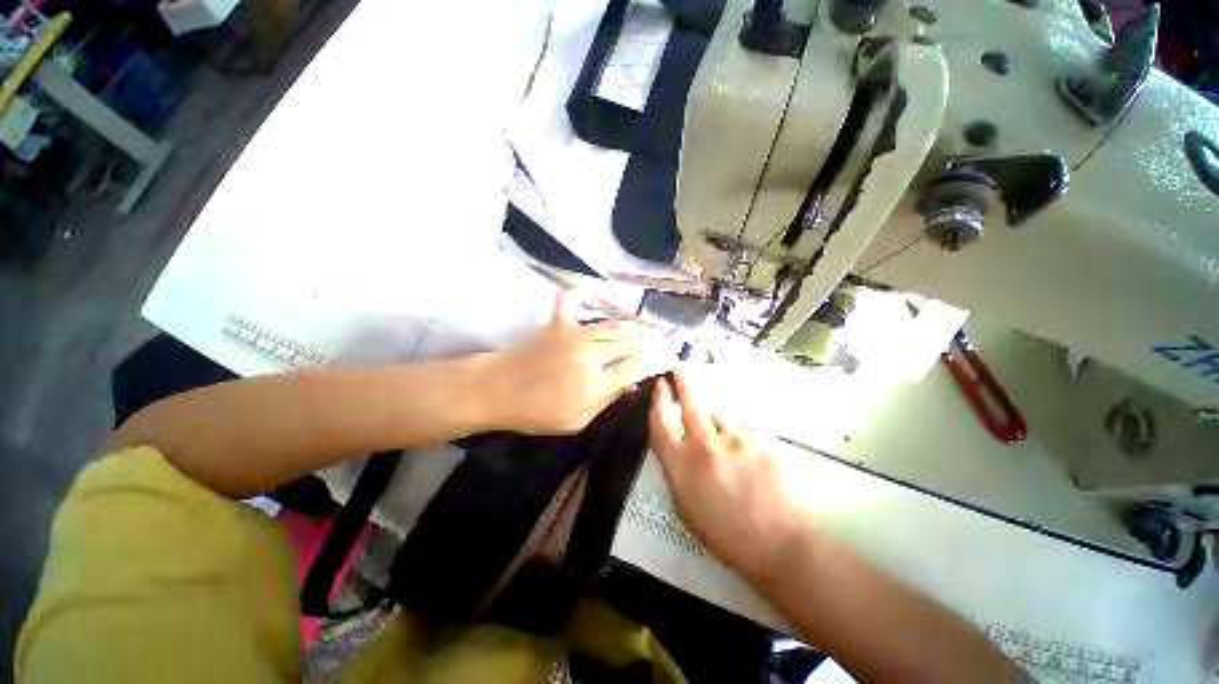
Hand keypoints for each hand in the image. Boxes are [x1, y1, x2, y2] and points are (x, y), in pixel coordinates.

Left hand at [483, 292, 674, 434]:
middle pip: (631, 342)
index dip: (658, 361)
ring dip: (633, 325)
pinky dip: (580, 297)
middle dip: (652, 342)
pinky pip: (573, 304)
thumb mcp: (577, 420)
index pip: (639, 366)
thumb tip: (631, 385)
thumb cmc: (535, 413)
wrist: (496, 390)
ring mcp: (575, 334)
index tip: (671, 359)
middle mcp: (592, 353)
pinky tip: (588, 293)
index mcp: (597, 381)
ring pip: (613, 326)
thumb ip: (607, 400)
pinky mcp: (558, 324)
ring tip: (647, 327)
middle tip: (665, 341)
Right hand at [650, 367, 811, 582]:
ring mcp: (734, 439)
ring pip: (718, 410)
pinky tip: (743, 444)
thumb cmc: (727, 534)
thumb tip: (676, 445)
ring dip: (713, 407)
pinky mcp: (760, 439)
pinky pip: (743, 425)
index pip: (661, 423)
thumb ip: (677, 470)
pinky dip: (738, 428)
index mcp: (680, 466)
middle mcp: (703, 445)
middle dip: (683, 381)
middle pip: (690, 402)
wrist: (782, 545)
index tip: (660, 386)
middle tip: (680, 367)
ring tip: (715, 412)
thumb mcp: (687, 506)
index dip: (659, 401)